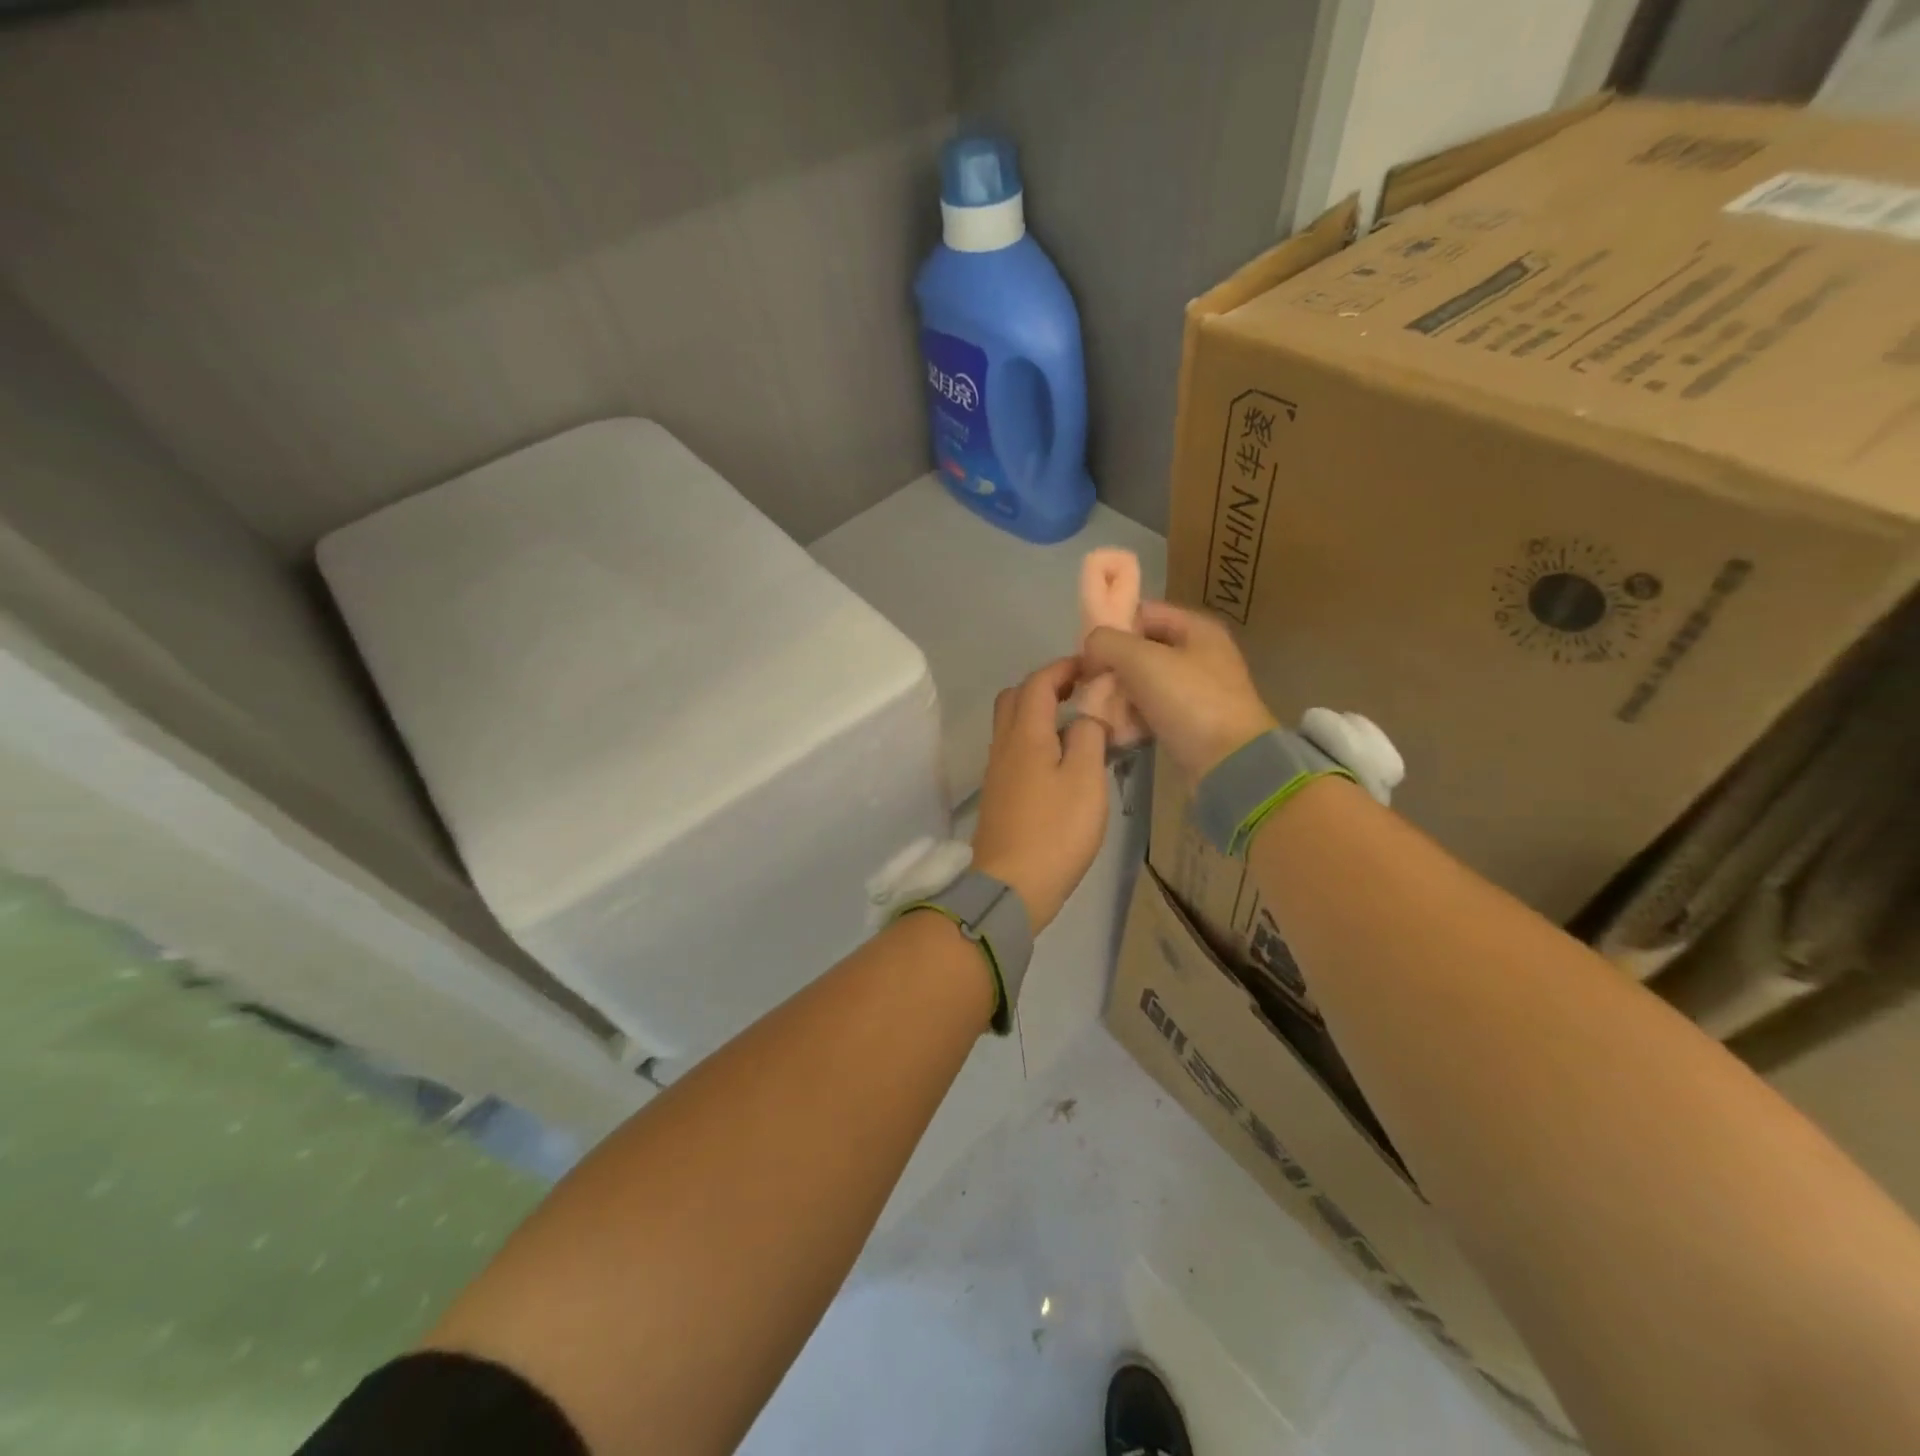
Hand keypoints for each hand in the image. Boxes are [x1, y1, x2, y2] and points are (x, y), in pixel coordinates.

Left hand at [971, 658, 1110, 933]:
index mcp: (1026, 735)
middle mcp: (1004, 745)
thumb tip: (1087, 713)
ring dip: (1039, 712)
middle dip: (1046, 685)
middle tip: (1080, 691)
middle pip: (1015, 698)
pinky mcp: (999, 794)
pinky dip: (1035, 739)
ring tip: (1076, 724)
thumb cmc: (1055, 831)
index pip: (1038, 683)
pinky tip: (1061, 760)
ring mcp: (997, 771)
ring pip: (1012, 724)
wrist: (1011, 886)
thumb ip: (1088, 737)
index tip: (1091, 665)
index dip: (1063, 667)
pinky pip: (1015, 750)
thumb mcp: (1085, 780)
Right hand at [1081, 602, 1277, 780]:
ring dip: (1119, 694)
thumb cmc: (1189, 701)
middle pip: (1141, 650)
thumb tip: (1090, 646)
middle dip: (1112, 665)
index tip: (1087, 650)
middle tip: (1089, 683)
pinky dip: (1133, 717)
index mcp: (1196, 628)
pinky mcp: (1191, 722)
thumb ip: (1107, 642)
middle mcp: (1200, 654)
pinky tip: (1117, 729)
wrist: (1230, 763)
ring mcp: (1197, 690)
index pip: (1143, 612)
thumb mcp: (1141, 660)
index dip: (1112, 625)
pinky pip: (1152, 710)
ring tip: (1098, 708)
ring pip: (1144, 682)